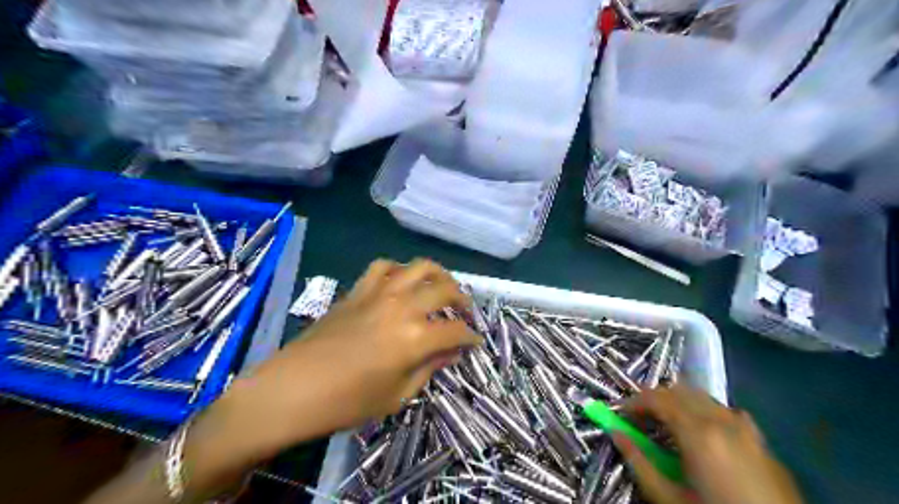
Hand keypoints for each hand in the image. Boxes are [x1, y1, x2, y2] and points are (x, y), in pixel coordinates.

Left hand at [259, 257, 480, 429]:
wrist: (293, 389)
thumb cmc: (347, 403)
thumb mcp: (397, 395)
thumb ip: (429, 368)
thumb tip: (452, 353)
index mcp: (415, 338)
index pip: (456, 330)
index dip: (471, 336)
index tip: (475, 341)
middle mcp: (402, 307)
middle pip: (445, 289)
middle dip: (463, 300)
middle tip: (465, 313)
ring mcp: (379, 293)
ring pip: (418, 267)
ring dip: (437, 275)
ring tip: (441, 287)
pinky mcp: (358, 290)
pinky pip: (383, 267)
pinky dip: (398, 270)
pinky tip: (400, 283)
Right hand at [615, 386, 802, 503]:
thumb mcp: (670, 498)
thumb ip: (639, 462)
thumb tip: (615, 433)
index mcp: (698, 433)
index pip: (657, 398)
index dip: (634, 402)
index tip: (620, 414)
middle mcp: (722, 420)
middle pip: (679, 391)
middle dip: (654, 399)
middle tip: (640, 419)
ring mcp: (746, 428)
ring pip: (703, 397)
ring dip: (679, 402)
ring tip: (668, 425)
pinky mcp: (761, 441)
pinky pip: (725, 412)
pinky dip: (705, 412)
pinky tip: (704, 434)